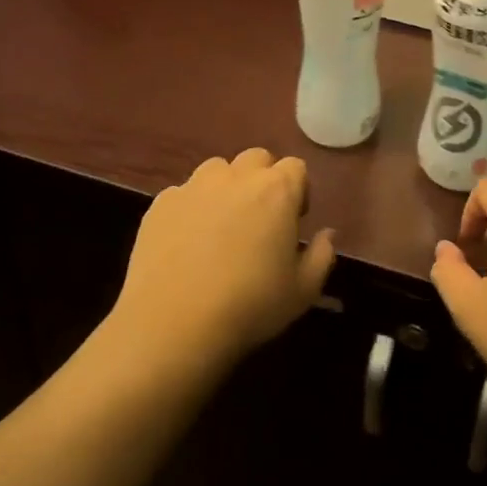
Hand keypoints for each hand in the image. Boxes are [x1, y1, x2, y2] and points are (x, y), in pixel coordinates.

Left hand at [106, 149, 335, 377]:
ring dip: (226, 187)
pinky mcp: (160, 205)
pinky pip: (183, 194)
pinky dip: (190, 208)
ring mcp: (194, 187)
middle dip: (263, 180)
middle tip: (260, 218)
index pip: (296, 167)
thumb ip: (322, 255)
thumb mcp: (303, 291)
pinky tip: (186, 242)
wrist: (172, 326)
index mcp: (277, 190)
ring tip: (221, 224)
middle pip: (257, 158)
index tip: (293, 221)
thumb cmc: (249, 306)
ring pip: (217, 170)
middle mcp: (237, 177)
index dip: (298, 190)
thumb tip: (326, 234)